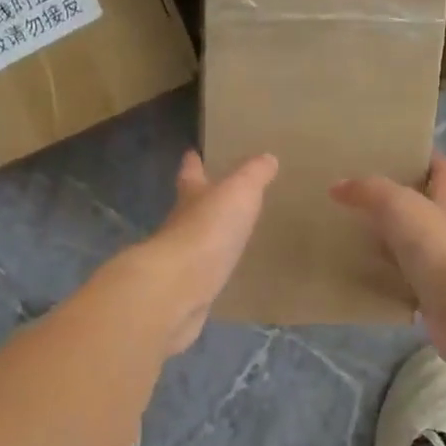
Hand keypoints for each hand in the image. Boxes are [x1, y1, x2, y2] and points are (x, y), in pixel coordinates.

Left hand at [121, 150, 276, 356]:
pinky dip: (210, 271)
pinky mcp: (186, 291)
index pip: (190, 174)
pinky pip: (202, 276)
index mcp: (190, 197)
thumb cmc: (208, 231)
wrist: (178, 289)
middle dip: (200, 201)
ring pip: (195, 243)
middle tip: (217, 196)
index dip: (192, 164)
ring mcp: (181, 262)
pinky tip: (222, 274)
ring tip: (228, 237)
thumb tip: (267, 157)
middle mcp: (180, 226)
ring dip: (207, 238)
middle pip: (189, 209)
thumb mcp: (238, 193)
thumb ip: (253, 176)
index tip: (192, 154)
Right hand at [332, 152, 445, 366]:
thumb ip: (369, 191)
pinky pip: (405, 283)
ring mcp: (443, 266)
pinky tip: (363, 277)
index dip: (427, 159)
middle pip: (427, 209)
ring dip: (391, 243)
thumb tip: (337, 186)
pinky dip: (387, 279)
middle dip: (401, 202)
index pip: (443, 171)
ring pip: (414, 248)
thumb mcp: (399, 205)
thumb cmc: (436, 245)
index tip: (401, 152)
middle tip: (363, 196)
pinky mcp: (432, 297)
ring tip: (355, 236)